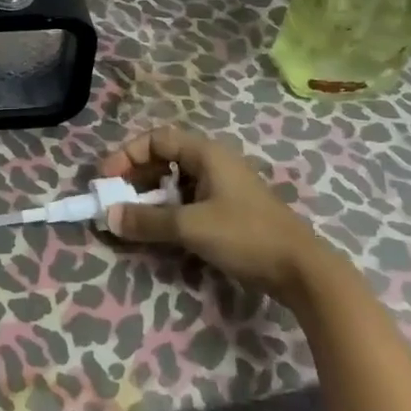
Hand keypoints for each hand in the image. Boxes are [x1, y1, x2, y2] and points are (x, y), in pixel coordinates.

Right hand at [100, 126, 327, 296]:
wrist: (304, 271)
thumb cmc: (246, 236)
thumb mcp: (191, 227)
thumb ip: (148, 221)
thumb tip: (108, 217)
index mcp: (206, 154)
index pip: (156, 139)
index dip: (127, 155)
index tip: (107, 179)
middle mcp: (214, 163)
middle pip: (164, 158)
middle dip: (136, 176)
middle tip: (116, 199)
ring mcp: (224, 187)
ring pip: (177, 181)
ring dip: (152, 196)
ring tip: (135, 216)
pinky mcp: (231, 210)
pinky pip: (190, 200)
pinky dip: (170, 210)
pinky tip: (163, 230)